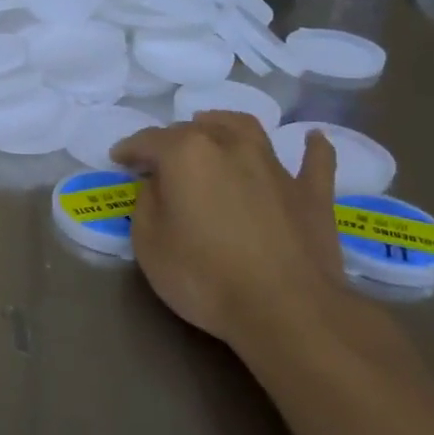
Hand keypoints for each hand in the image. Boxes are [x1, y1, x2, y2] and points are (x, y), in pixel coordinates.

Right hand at [111, 112, 345, 350]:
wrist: (287, 310)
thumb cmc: (204, 276)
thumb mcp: (148, 243)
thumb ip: (147, 203)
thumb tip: (158, 185)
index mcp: (185, 153)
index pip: (147, 141)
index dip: (129, 149)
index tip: (118, 159)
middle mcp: (229, 146)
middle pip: (194, 129)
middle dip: (172, 139)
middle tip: (160, 159)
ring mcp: (274, 167)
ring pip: (245, 129)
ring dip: (224, 125)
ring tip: (213, 127)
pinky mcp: (312, 194)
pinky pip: (315, 161)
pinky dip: (312, 148)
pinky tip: (313, 139)